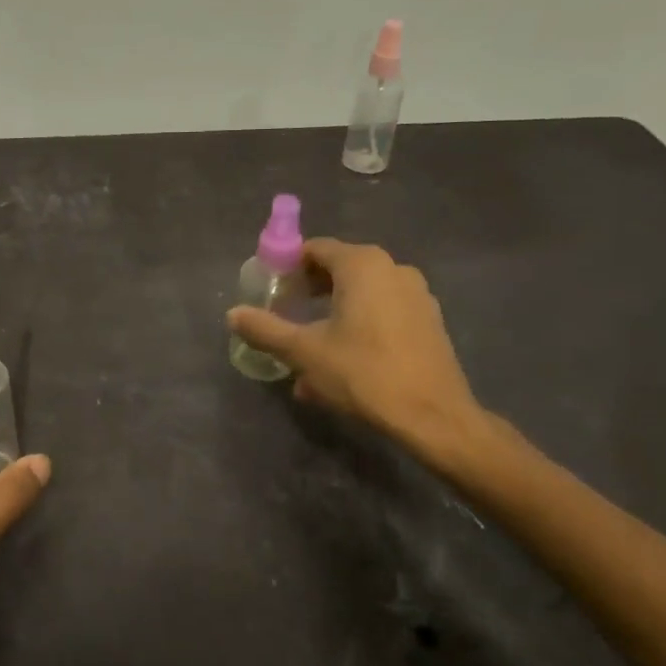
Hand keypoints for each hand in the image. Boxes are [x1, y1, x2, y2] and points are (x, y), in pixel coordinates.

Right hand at [228, 239, 488, 465]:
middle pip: (339, 270)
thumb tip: (233, 314)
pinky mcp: (429, 322)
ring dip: (331, 316)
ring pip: (361, 296)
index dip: (287, 267)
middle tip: (285, 317)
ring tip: (309, 350)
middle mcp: (393, 269)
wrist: (433, 416)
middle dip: (309, 293)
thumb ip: (265, 329)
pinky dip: (358, 328)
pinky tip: (342, 364)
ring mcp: (416, 295)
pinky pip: (382, 314)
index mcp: (362, 265)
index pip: (315, 249)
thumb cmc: (363, 374)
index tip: (270, 292)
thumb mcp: (304, 352)